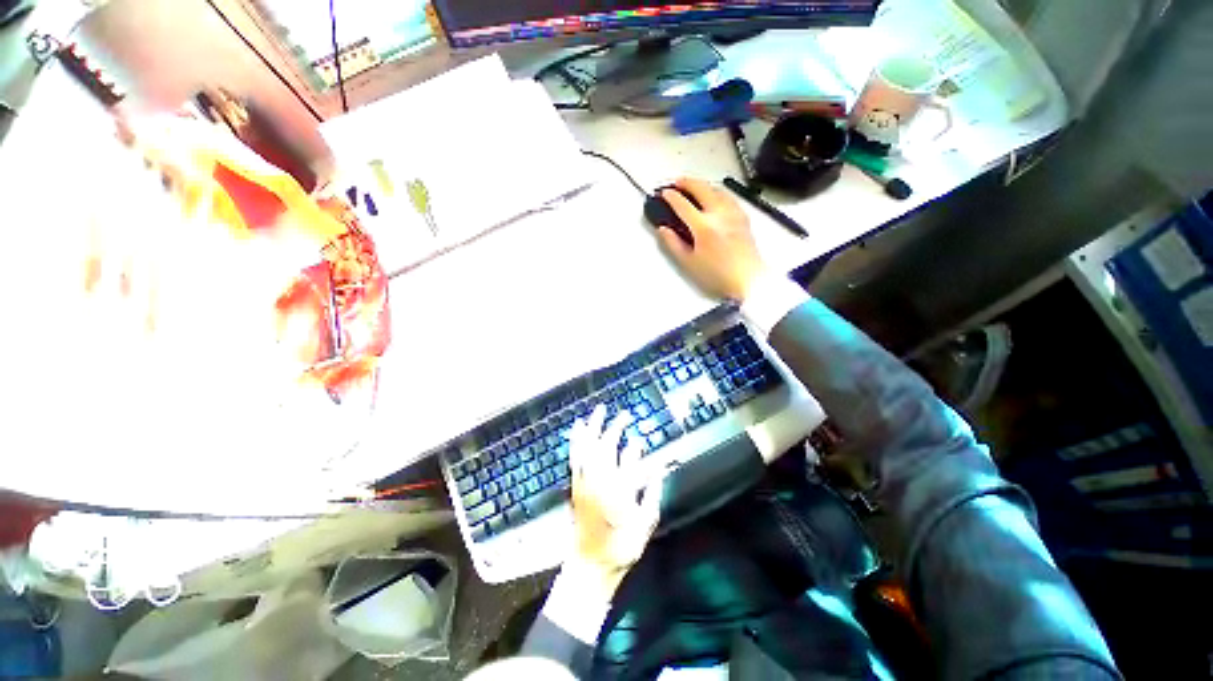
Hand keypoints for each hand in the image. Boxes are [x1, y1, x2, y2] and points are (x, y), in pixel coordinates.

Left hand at [566, 405, 663, 595]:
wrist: (590, 564)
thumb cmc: (620, 546)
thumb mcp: (645, 525)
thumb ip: (653, 494)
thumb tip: (658, 468)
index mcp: (618, 492)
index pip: (631, 462)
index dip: (639, 448)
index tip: (644, 437)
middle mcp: (599, 482)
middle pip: (607, 447)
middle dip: (616, 428)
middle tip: (625, 414)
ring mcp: (584, 481)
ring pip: (587, 447)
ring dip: (594, 427)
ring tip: (598, 411)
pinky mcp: (575, 484)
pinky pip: (575, 456)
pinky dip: (577, 439)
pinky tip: (578, 428)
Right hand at [656, 177, 768, 301]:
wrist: (747, 279)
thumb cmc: (719, 275)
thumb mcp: (688, 262)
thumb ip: (673, 244)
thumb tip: (664, 230)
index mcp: (704, 226)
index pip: (682, 204)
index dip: (670, 196)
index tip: (664, 194)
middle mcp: (720, 215)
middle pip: (701, 187)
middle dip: (686, 182)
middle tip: (676, 183)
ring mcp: (733, 213)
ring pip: (716, 188)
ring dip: (702, 184)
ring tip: (693, 186)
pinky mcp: (743, 217)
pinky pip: (728, 196)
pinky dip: (717, 191)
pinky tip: (714, 196)